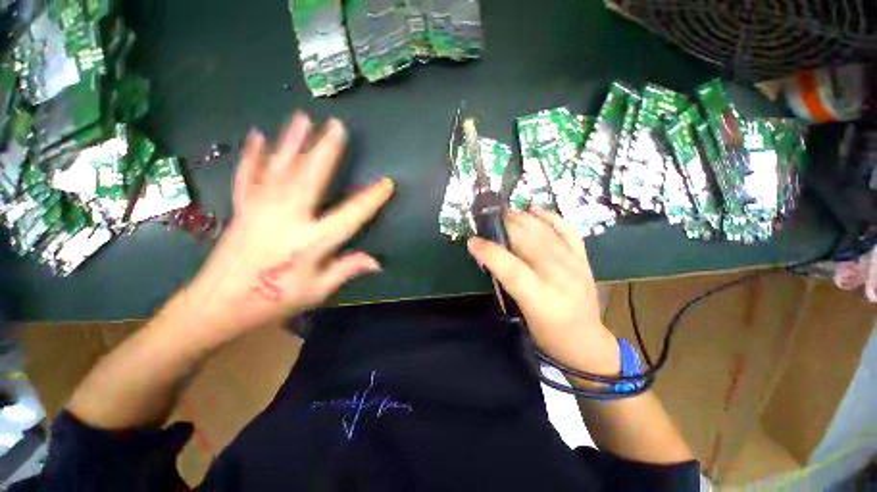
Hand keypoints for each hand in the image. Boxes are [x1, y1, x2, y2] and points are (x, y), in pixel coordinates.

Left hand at [177, 112, 393, 341]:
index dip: (371, 199)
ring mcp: (260, 209)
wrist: (218, 305)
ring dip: (292, 142)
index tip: (387, 183)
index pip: (350, 216)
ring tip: (302, 118)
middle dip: (326, 150)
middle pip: (310, 178)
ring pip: (280, 169)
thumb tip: (378, 261)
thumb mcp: (317, 291)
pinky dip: (252, 156)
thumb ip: (347, 269)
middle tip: (337, 125)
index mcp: (310, 242)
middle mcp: (286, 218)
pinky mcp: (242, 208)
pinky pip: (248, 176)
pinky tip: (256, 136)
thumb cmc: (273, 300)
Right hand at [467, 207, 619, 375]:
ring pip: (543, 231)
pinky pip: (567, 230)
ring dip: (521, 218)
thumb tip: (489, 256)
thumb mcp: (520, 312)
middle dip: (504, 226)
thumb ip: (505, 282)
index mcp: (538, 296)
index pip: (509, 267)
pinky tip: (535, 209)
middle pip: (526, 241)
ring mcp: (572, 264)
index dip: (488, 251)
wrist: (585, 342)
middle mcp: (557, 275)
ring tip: (505, 213)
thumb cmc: (547, 333)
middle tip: (488, 219)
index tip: (472, 241)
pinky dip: (550, 217)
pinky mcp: (582, 258)